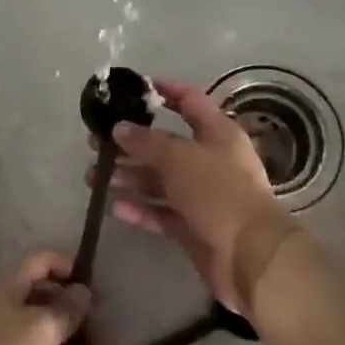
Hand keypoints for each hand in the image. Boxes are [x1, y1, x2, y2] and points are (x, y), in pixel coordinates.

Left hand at [0, 250, 92, 344]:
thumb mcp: (43, 330)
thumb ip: (66, 308)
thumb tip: (81, 291)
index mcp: (5, 282)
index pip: (42, 258)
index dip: (71, 267)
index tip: (97, 290)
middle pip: (45, 298)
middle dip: (78, 320)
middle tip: (105, 344)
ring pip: (41, 332)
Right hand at [92, 76, 292, 313]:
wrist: (250, 257)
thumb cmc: (218, 192)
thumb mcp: (179, 158)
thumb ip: (146, 141)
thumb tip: (119, 128)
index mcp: (217, 133)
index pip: (189, 101)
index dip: (164, 90)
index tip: (133, 87)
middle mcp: (211, 160)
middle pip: (166, 144)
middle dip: (131, 143)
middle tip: (96, 143)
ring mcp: (203, 196)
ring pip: (160, 180)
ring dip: (129, 176)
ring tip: (94, 177)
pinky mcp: (194, 227)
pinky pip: (161, 212)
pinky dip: (140, 208)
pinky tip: (113, 206)